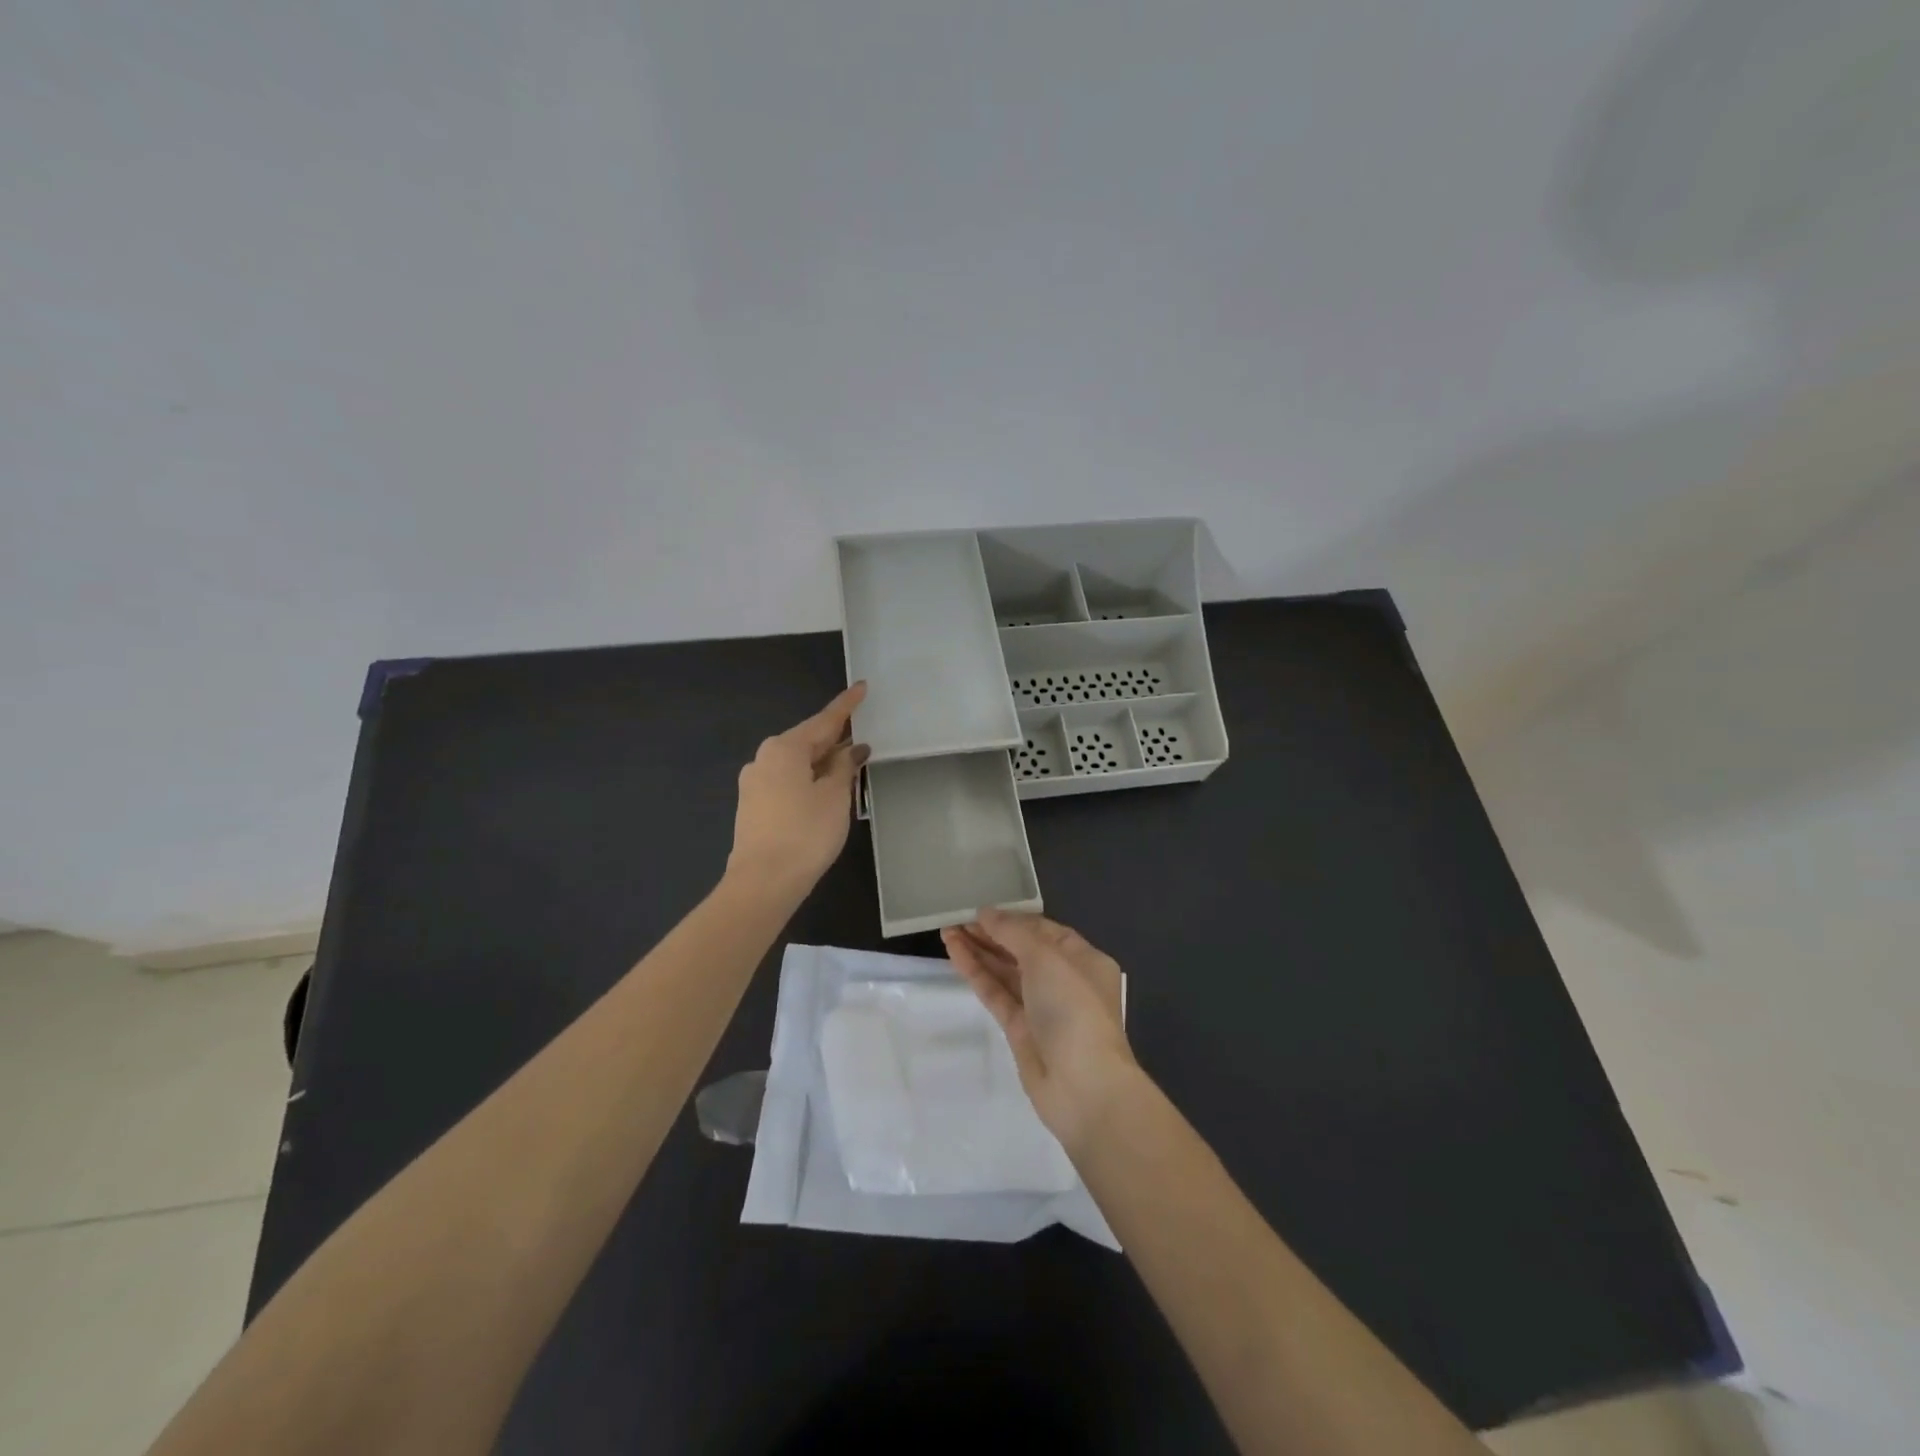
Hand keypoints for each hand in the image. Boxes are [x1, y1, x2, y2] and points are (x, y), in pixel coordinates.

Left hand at [726, 683, 869, 900]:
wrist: (763, 881)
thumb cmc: (806, 833)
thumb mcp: (835, 797)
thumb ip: (844, 767)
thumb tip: (851, 750)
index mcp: (785, 748)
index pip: (824, 720)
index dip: (846, 705)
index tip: (861, 687)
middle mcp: (764, 758)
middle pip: (807, 740)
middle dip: (834, 738)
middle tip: (862, 733)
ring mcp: (755, 782)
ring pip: (796, 762)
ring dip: (822, 761)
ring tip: (848, 764)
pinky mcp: (753, 805)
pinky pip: (786, 780)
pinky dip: (808, 778)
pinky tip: (824, 788)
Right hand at [941, 908, 1137, 1150]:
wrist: (1083, 1086)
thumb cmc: (1073, 1008)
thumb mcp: (1046, 958)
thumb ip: (1013, 932)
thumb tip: (986, 913)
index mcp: (1083, 959)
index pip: (1043, 930)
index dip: (1012, 919)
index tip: (980, 909)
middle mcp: (1064, 980)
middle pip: (1022, 950)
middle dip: (991, 934)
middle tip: (956, 918)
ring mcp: (1041, 1007)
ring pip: (1006, 972)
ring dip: (979, 951)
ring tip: (946, 931)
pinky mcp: (1021, 1030)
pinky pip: (996, 994)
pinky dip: (977, 974)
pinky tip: (955, 954)